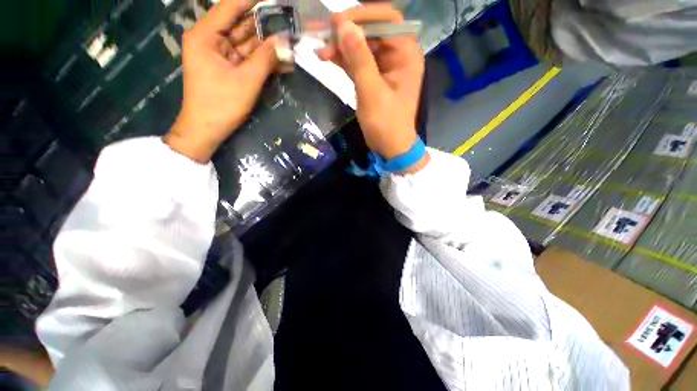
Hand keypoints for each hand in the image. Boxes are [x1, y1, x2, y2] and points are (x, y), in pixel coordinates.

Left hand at [166, 0, 289, 162]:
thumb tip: (285, 41)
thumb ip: (266, 59)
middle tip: (288, 22)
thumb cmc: (221, 104)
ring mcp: (220, 55)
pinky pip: (248, 59)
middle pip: (241, 26)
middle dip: (265, 26)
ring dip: (268, 45)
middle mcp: (211, 40)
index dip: (251, 0)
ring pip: (247, 44)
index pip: (230, 7)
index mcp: (206, 35)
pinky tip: (282, 61)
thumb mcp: (246, 80)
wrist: (207, 130)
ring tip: (290, 42)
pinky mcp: (228, 69)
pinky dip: (263, 61)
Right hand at [318, 4, 427, 171]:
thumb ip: (359, 59)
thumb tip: (344, 26)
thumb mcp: (372, 92)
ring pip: (362, 48)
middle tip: (324, 35)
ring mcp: (384, 69)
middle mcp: (397, 57)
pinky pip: (358, 64)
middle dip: (348, 32)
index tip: (339, 22)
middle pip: (372, 32)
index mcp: (406, 55)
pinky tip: (327, 58)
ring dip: (342, 47)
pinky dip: (343, 61)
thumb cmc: (386, 123)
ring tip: (320, 49)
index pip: (388, 20)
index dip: (364, 15)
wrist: (389, 147)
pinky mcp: (373, 80)